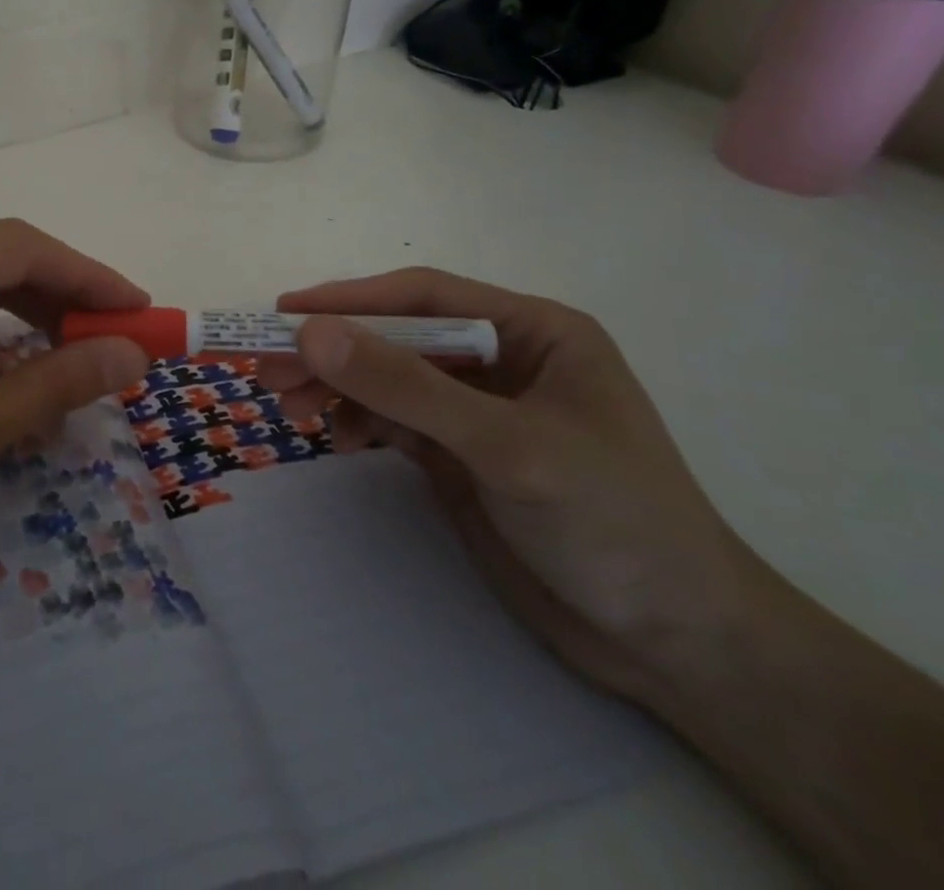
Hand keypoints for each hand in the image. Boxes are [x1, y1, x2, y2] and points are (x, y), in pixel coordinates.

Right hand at [259, 268, 752, 701]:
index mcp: (533, 331)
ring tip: (289, 409)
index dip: (350, 299)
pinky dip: (360, 423)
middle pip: (397, 337)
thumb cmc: (611, 523)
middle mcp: (502, 358)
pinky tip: (343, 441)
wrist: (674, 646)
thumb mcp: (505, 445)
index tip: (284, 314)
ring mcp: (478, 408)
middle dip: (334, 352)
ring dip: (337, 388)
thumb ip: (406, 386)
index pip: (423, 297)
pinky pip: (393, 419)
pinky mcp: (460, 453)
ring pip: (388, 378)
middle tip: (268, 371)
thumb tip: (310, 334)